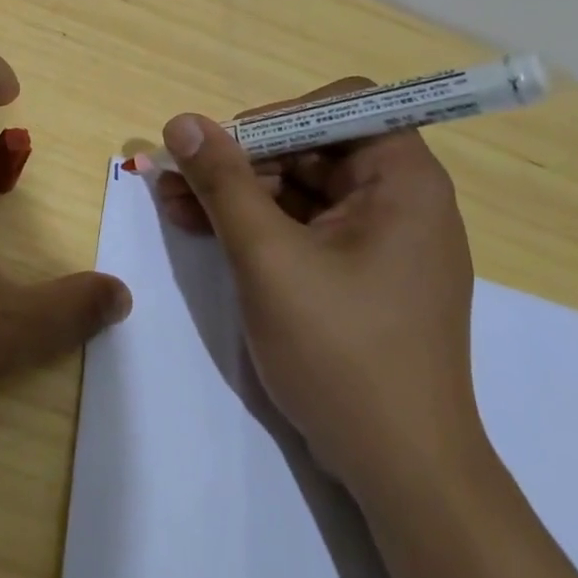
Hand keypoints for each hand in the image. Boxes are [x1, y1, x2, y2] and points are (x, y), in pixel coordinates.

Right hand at [154, 79, 479, 497]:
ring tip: (173, 205)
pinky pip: (303, 228)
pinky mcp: (359, 275)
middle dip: (242, 160)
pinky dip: (256, 226)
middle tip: (178, 177)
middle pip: (313, 147)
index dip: (280, 115)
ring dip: (238, 193)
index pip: (344, 106)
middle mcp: (400, 201)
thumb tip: (182, 122)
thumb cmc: (342, 353)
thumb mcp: (268, 259)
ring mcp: (380, 241)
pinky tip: (202, 230)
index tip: (227, 146)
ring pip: (300, 189)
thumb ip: (224, 183)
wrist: (401, 471)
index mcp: (403, 182)